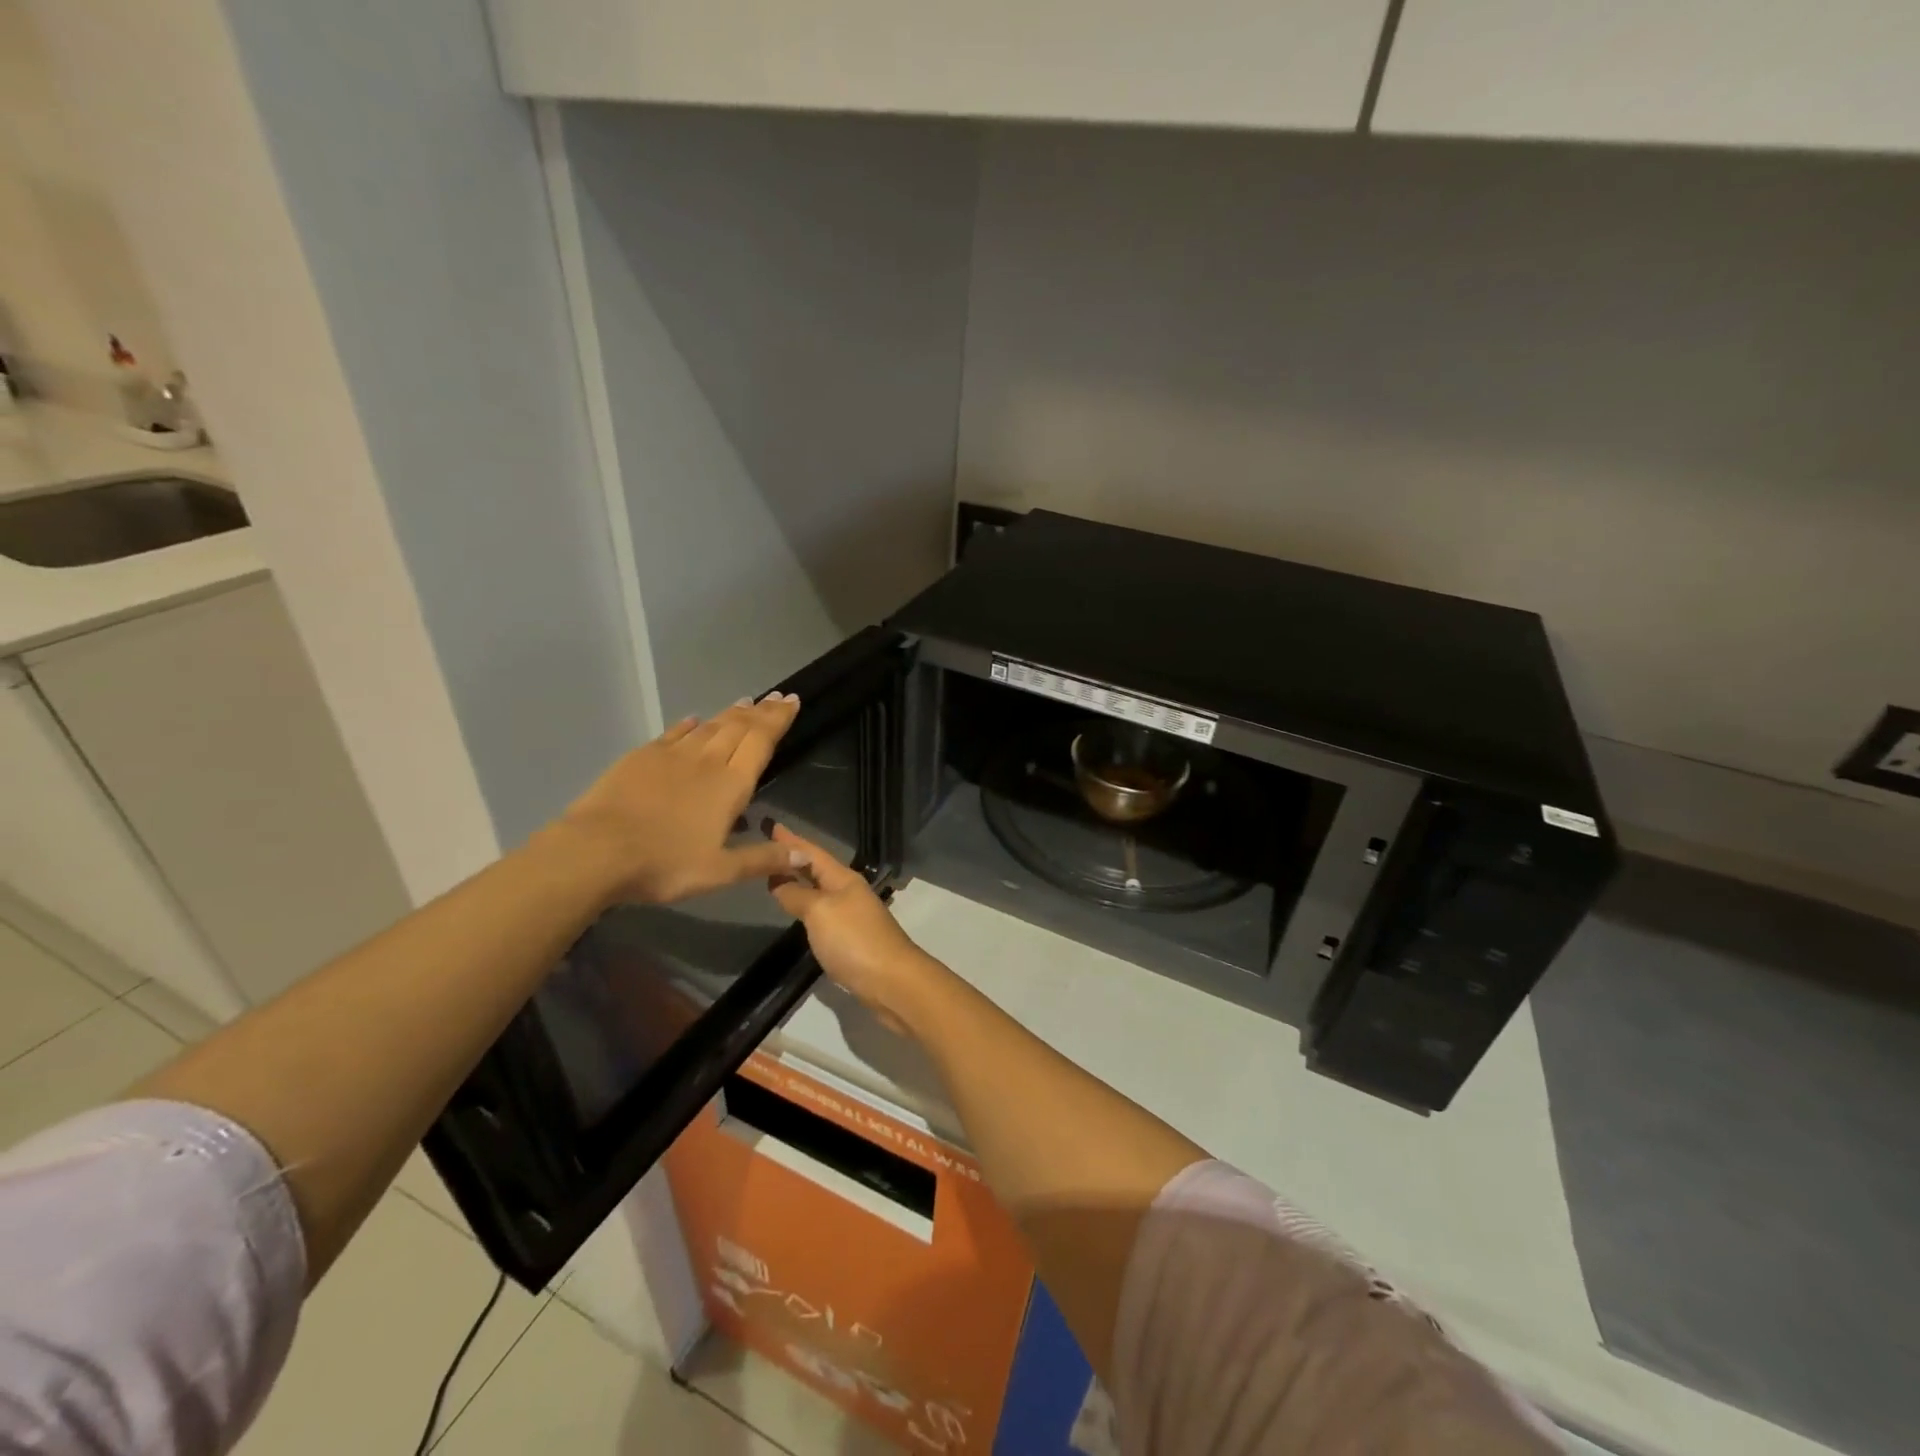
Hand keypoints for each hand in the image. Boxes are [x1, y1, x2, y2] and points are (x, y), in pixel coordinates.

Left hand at [555, 695, 806, 904]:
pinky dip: (689, 724)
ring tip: (745, 702)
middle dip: (761, 711)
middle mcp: (706, 761)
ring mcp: (672, 755)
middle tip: (776, 696)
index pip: (761, 742)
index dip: (778, 720)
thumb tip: (803, 857)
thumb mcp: (720, 872)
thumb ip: (762, 860)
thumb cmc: (665, 864)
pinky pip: (674, 733)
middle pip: (739, 727)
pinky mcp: (641, 757)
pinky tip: (694, 719)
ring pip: (709, 726)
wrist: (597, 851)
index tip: (792, 701)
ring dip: (730, 713)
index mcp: (730, 785)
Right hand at [764, 823, 944, 1033]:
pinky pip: (822, 912)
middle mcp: (848, 892)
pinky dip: (805, 905)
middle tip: (767, 848)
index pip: (812, 853)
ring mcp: (851, 915)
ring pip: (819, 890)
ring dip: (799, 881)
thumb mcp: (820, 912)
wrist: (891, 981)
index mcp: (843, 879)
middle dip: (793, 858)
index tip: (772, 825)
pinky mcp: (850, 938)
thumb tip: (779, 882)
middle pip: (817, 869)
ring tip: (776, 875)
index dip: (792, 841)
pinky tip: (797, 909)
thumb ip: (797, 895)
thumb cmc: (854, 940)